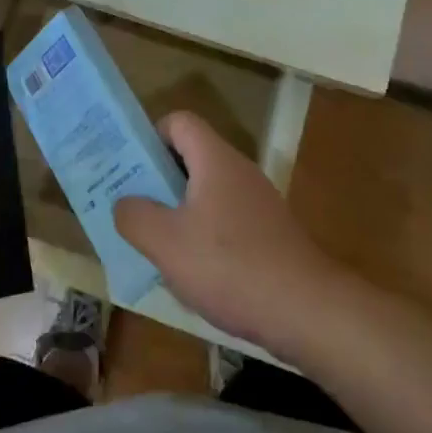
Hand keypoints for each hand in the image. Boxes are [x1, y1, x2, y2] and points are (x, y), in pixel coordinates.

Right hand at [115, 112, 342, 354]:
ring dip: (179, 211)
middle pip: (191, 157)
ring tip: (155, 244)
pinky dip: (204, 235)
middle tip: (132, 207)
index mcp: (215, 159)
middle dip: (158, 179)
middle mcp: (238, 170)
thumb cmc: (230, 266)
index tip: (130, 167)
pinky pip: (225, 219)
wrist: (307, 310)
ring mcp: (258, 202)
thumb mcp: (166, 243)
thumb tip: (124, 203)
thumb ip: (135, 216)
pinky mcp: (269, 233)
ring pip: (206, 192)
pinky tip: (193, 273)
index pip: (179, 122)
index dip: (151, 136)